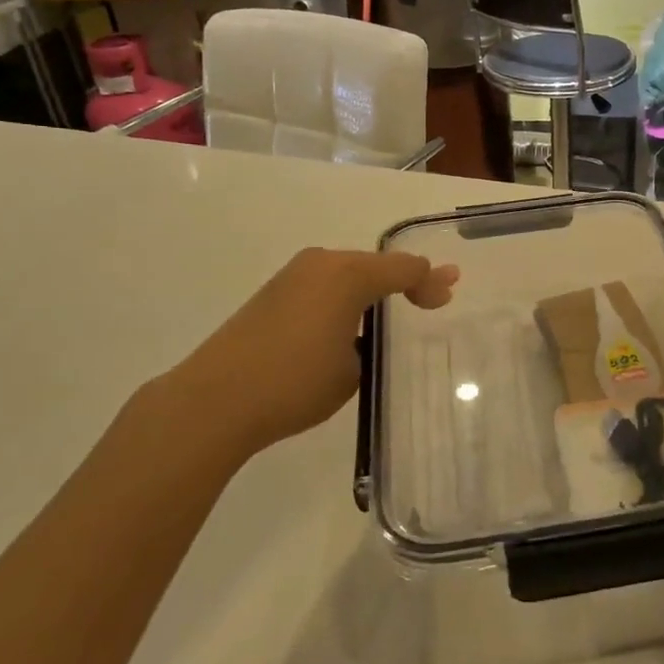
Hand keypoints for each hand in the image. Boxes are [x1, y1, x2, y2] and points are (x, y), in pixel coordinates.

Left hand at [133, 248, 457, 473]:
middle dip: (404, 280)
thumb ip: (368, 342)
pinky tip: (349, 322)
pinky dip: (344, 298)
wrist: (215, 399)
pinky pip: (323, 286)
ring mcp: (292, 276)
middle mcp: (321, 264)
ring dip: (371, 289)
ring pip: (347, 274)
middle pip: (375, 265)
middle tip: (430, 298)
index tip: (448, 295)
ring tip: (394, 309)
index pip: (403, 268)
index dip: (430, 281)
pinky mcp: (271, 294)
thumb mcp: (352, 369)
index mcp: (348, 275)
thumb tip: (358, 333)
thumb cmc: (295, 383)